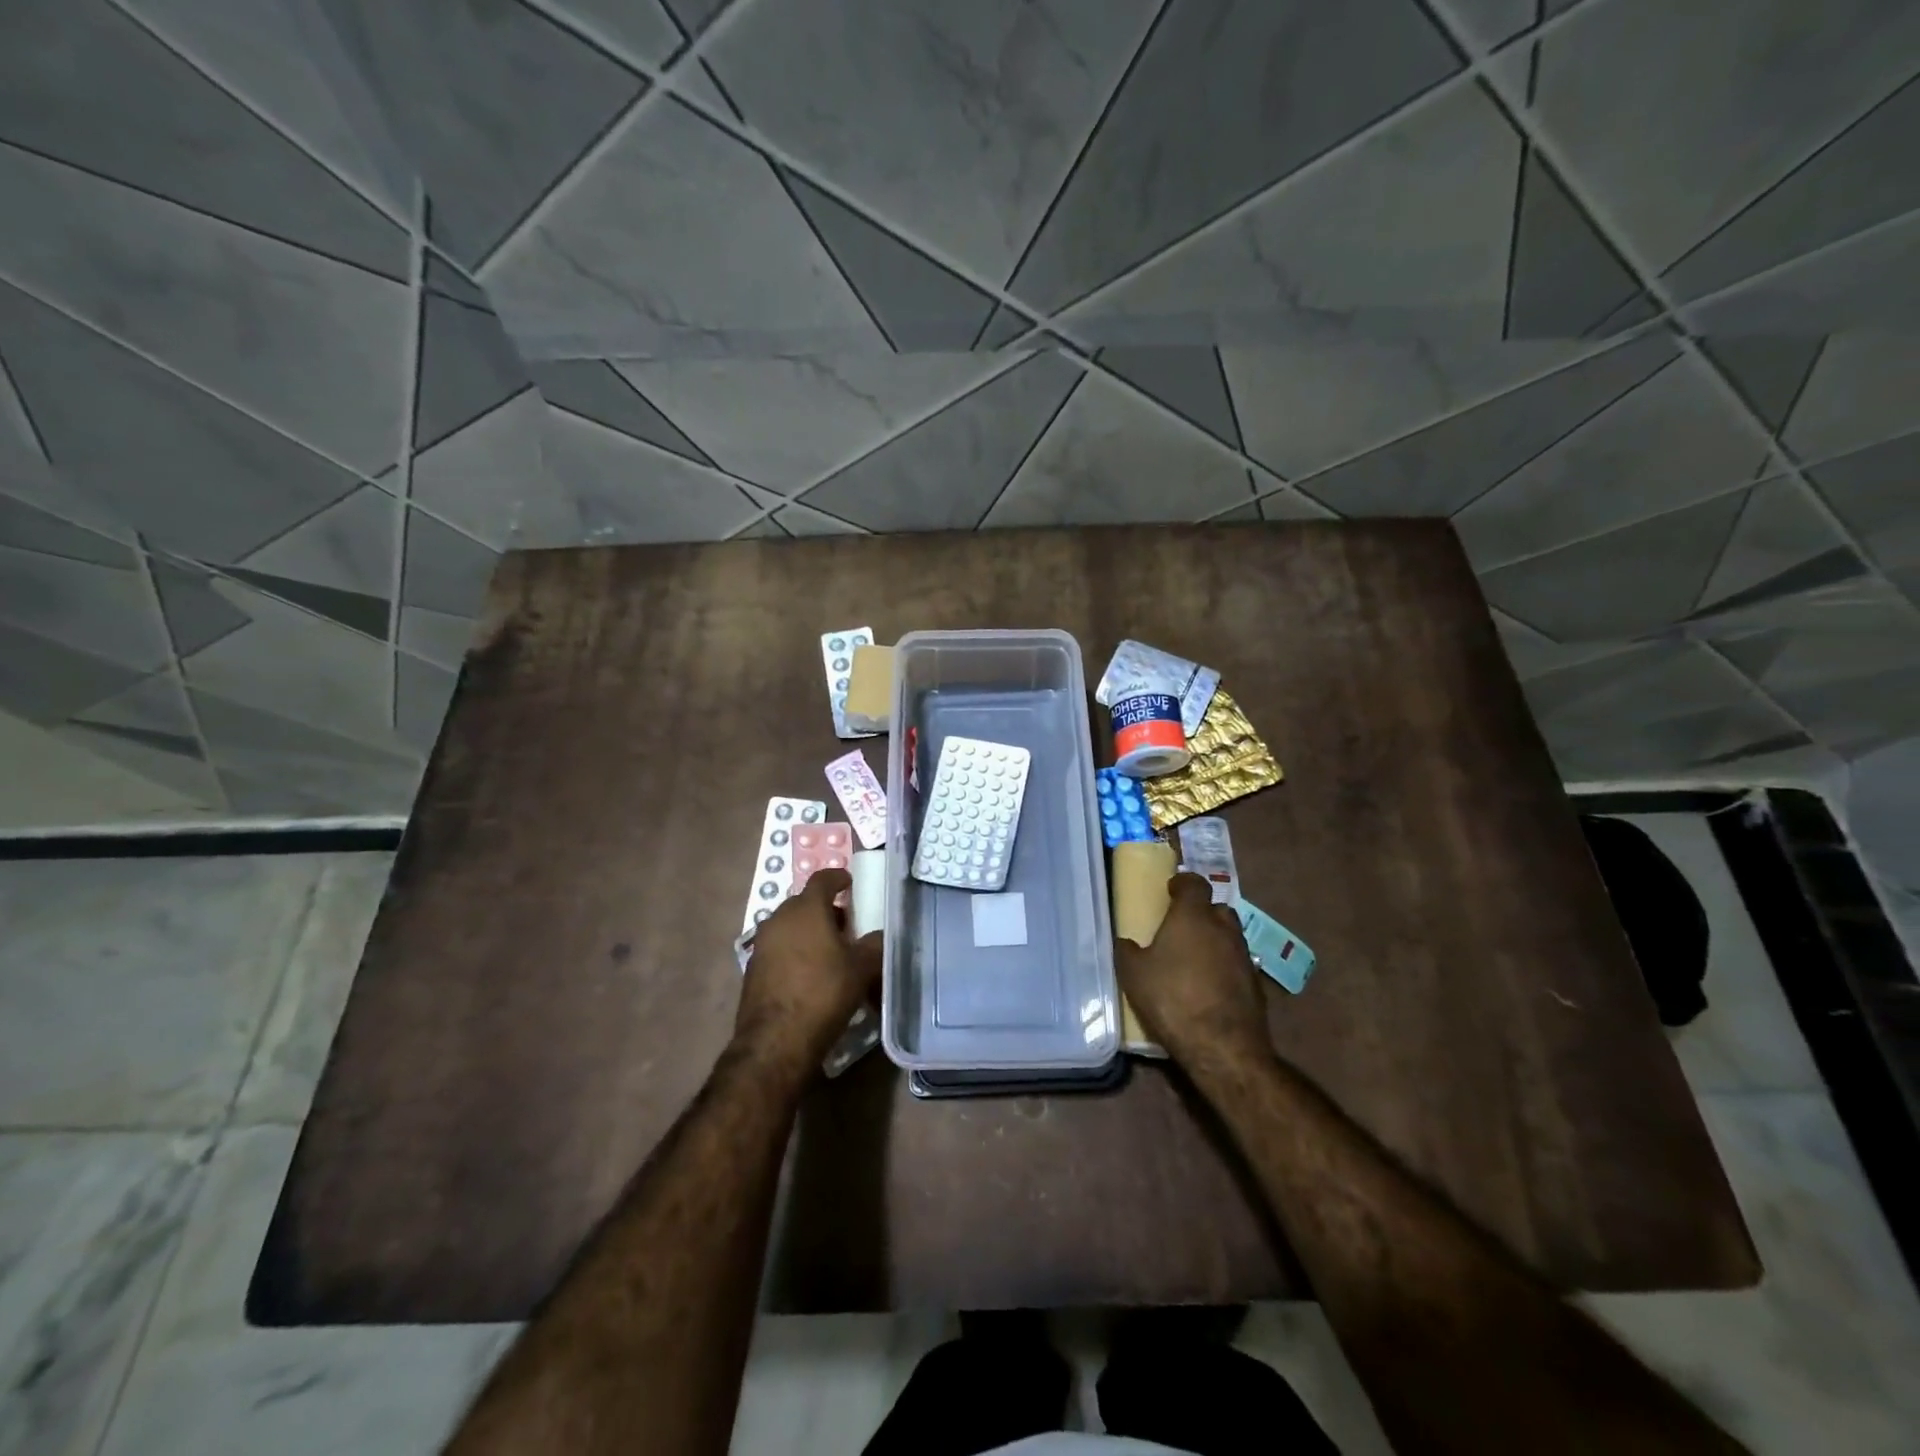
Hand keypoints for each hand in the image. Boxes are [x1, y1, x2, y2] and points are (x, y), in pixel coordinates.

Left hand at [736, 869, 879, 1072]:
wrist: (775, 1041)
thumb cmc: (823, 993)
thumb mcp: (862, 969)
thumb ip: (875, 945)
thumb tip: (882, 936)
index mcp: (806, 909)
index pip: (822, 879)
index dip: (838, 878)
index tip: (850, 883)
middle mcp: (779, 919)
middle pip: (804, 903)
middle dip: (826, 909)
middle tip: (847, 925)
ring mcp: (762, 944)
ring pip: (790, 927)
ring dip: (809, 932)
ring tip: (831, 952)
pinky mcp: (753, 970)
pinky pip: (779, 949)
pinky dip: (795, 952)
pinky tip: (810, 975)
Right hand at [1116, 873, 1270, 1069]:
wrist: (1223, 1046)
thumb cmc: (1172, 998)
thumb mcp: (1134, 974)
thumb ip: (1127, 951)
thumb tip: (1125, 941)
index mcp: (1193, 916)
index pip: (1194, 883)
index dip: (1183, 883)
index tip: (1171, 891)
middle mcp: (1223, 928)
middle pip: (1216, 908)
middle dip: (1201, 912)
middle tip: (1182, 927)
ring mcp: (1244, 955)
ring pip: (1230, 935)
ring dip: (1215, 940)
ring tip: (1195, 958)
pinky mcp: (1256, 983)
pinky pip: (1238, 963)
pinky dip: (1225, 966)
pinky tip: (1210, 985)